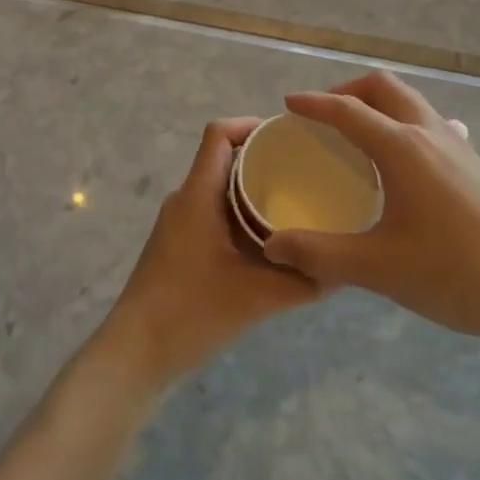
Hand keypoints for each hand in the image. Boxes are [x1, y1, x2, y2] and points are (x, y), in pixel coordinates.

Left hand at [101, 119, 327, 385]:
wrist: (136, 354)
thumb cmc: (190, 312)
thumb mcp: (256, 296)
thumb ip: (302, 282)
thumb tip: (343, 269)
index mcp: (197, 195)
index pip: (218, 134)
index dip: (251, 125)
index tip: (289, 135)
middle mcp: (185, 200)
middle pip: (223, 158)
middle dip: (262, 158)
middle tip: (306, 169)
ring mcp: (179, 224)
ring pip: (219, 188)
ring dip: (252, 188)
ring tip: (296, 200)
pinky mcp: (178, 246)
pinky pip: (213, 212)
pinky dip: (241, 214)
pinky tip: (269, 239)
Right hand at [262, 72, 479, 352]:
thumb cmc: (455, 273)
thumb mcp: (378, 268)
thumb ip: (319, 254)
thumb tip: (272, 245)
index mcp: (403, 148)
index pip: (348, 110)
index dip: (314, 104)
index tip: (288, 104)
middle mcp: (430, 133)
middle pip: (384, 87)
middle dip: (348, 91)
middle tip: (323, 117)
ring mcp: (458, 145)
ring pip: (410, 101)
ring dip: (378, 104)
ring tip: (356, 134)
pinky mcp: (475, 164)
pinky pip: (430, 122)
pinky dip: (404, 123)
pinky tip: (404, 158)